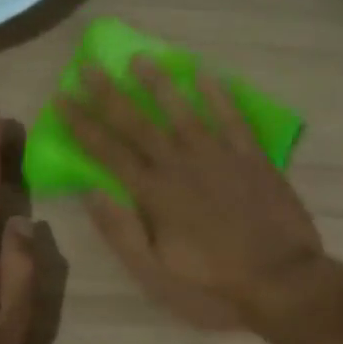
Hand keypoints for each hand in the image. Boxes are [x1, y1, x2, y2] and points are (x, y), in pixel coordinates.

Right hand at [58, 59, 326, 330]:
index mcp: (154, 194)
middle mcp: (180, 165)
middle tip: (89, 65)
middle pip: (138, 123)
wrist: (280, 280)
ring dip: (158, 84)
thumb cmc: (213, 284)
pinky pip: (231, 118)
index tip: (62, 97)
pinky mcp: (252, 157)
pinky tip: (204, 74)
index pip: (108, 151)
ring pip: (182, 111)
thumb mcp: (155, 273)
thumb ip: (122, 232)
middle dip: (109, 94)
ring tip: (139, 58)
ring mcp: (219, 156)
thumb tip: (91, 193)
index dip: (82, 124)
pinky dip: (218, 95)